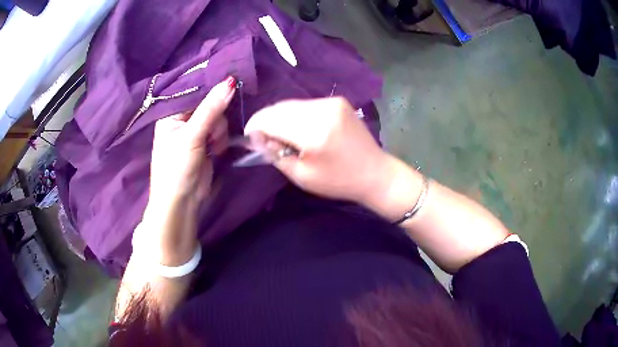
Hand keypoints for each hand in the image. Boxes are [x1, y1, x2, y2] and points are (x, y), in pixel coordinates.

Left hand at [137, 77, 234, 265]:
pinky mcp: (206, 142)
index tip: (230, 85)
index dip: (211, 89)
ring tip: (213, 146)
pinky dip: (222, 138)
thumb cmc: (176, 168)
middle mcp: (182, 119)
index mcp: (171, 113)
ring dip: (219, 131)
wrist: (182, 202)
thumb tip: (230, 82)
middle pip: (209, 103)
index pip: (194, 91)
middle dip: (215, 117)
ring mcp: (195, 131)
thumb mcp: (191, 136)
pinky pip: (220, 130)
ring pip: (217, 117)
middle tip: (211, 133)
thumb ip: (210, 109)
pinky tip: (217, 149)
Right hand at [245, 97, 389, 204]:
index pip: (270, 119)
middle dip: (266, 121)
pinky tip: (299, 129)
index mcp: (314, 132)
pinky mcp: (337, 100)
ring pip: (291, 104)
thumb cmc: (338, 181)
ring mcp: (331, 102)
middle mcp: (322, 109)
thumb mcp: (301, 176)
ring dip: (280, 117)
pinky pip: (306, 104)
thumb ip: (274, 153)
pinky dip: (296, 114)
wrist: (375, 172)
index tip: (249, 138)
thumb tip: (255, 137)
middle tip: (263, 139)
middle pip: (279, 107)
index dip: (255, 126)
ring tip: (282, 135)